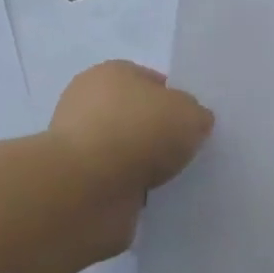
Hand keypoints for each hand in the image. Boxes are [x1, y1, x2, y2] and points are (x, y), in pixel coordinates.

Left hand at [50, 62, 213, 257]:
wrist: (86, 188)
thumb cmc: (138, 131)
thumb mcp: (189, 113)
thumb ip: (196, 115)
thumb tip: (193, 124)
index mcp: (113, 73)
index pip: (153, 82)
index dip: (177, 101)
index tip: (194, 124)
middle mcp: (90, 103)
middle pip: (138, 117)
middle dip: (160, 134)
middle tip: (187, 152)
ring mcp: (80, 145)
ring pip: (127, 152)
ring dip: (145, 166)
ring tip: (173, 179)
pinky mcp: (76, 183)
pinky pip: (117, 184)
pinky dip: (132, 191)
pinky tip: (153, 199)